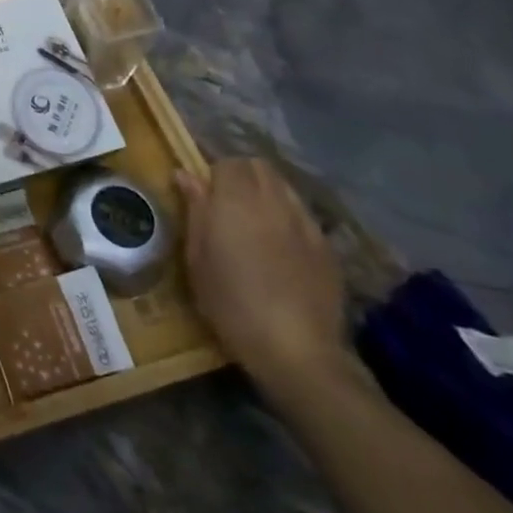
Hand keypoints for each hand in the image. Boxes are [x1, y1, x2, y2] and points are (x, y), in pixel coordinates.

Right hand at [176, 157, 347, 401]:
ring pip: (284, 187)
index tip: (204, 193)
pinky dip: (288, 216)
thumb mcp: (197, 258)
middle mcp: (273, 202)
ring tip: (254, 219)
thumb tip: (185, 174)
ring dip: (266, 192)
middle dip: (242, 174)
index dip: (214, 172)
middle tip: (226, 201)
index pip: (228, 162)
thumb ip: (195, 210)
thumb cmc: (231, 303)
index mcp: (235, 202)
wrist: (296, 349)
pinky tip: (281, 244)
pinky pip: (303, 214)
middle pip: (260, 167)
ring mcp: (305, 222)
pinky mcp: (326, 246)